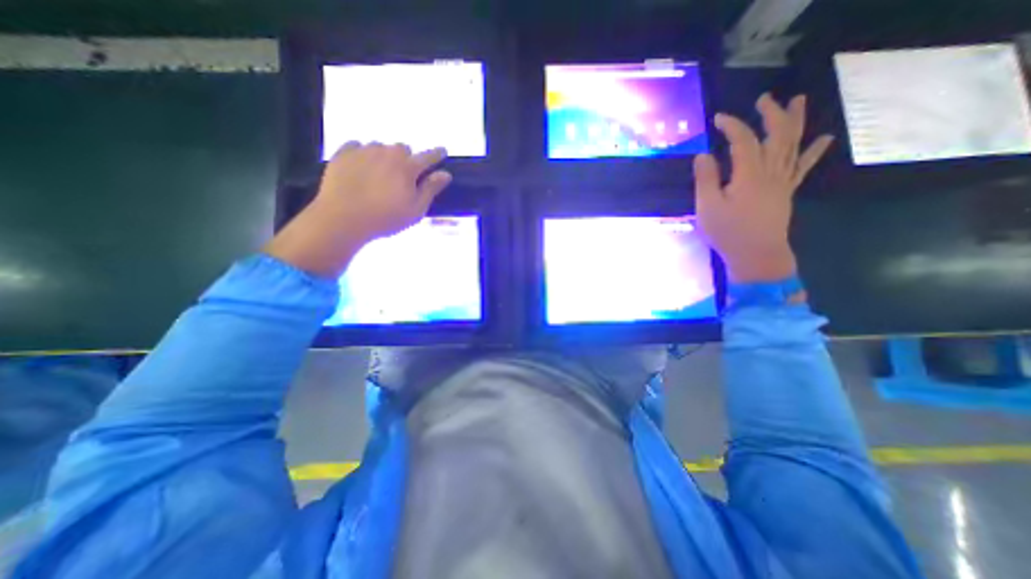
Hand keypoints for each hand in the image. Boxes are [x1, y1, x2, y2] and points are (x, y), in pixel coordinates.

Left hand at [263, 142, 450, 278]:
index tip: (443, 151)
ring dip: (384, 157)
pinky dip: (362, 155)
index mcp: (407, 167)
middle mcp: (387, 153)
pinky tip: (361, 169)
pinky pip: (357, 146)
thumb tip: (445, 174)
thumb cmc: (386, 218)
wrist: (342, 219)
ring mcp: (363, 151)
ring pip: (380, 147)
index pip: (428, 156)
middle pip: (402, 148)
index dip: (437, 154)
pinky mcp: (343, 154)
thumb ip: (431, 189)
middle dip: (406, 159)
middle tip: (402, 177)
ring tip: (379, 176)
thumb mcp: (416, 210)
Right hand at [688, 94, 831, 281]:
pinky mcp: (787, 192)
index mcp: (749, 175)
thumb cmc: (728, 233)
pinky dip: (813, 151)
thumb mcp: (708, 208)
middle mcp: (771, 172)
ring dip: (795, 121)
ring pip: (793, 145)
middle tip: (764, 99)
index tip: (719, 118)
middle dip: (771, 114)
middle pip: (776, 135)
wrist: (757, 255)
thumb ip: (705, 180)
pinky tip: (824, 138)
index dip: (733, 126)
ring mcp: (783, 181)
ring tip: (798, 100)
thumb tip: (702, 155)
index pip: (744, 141)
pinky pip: (802, 167)